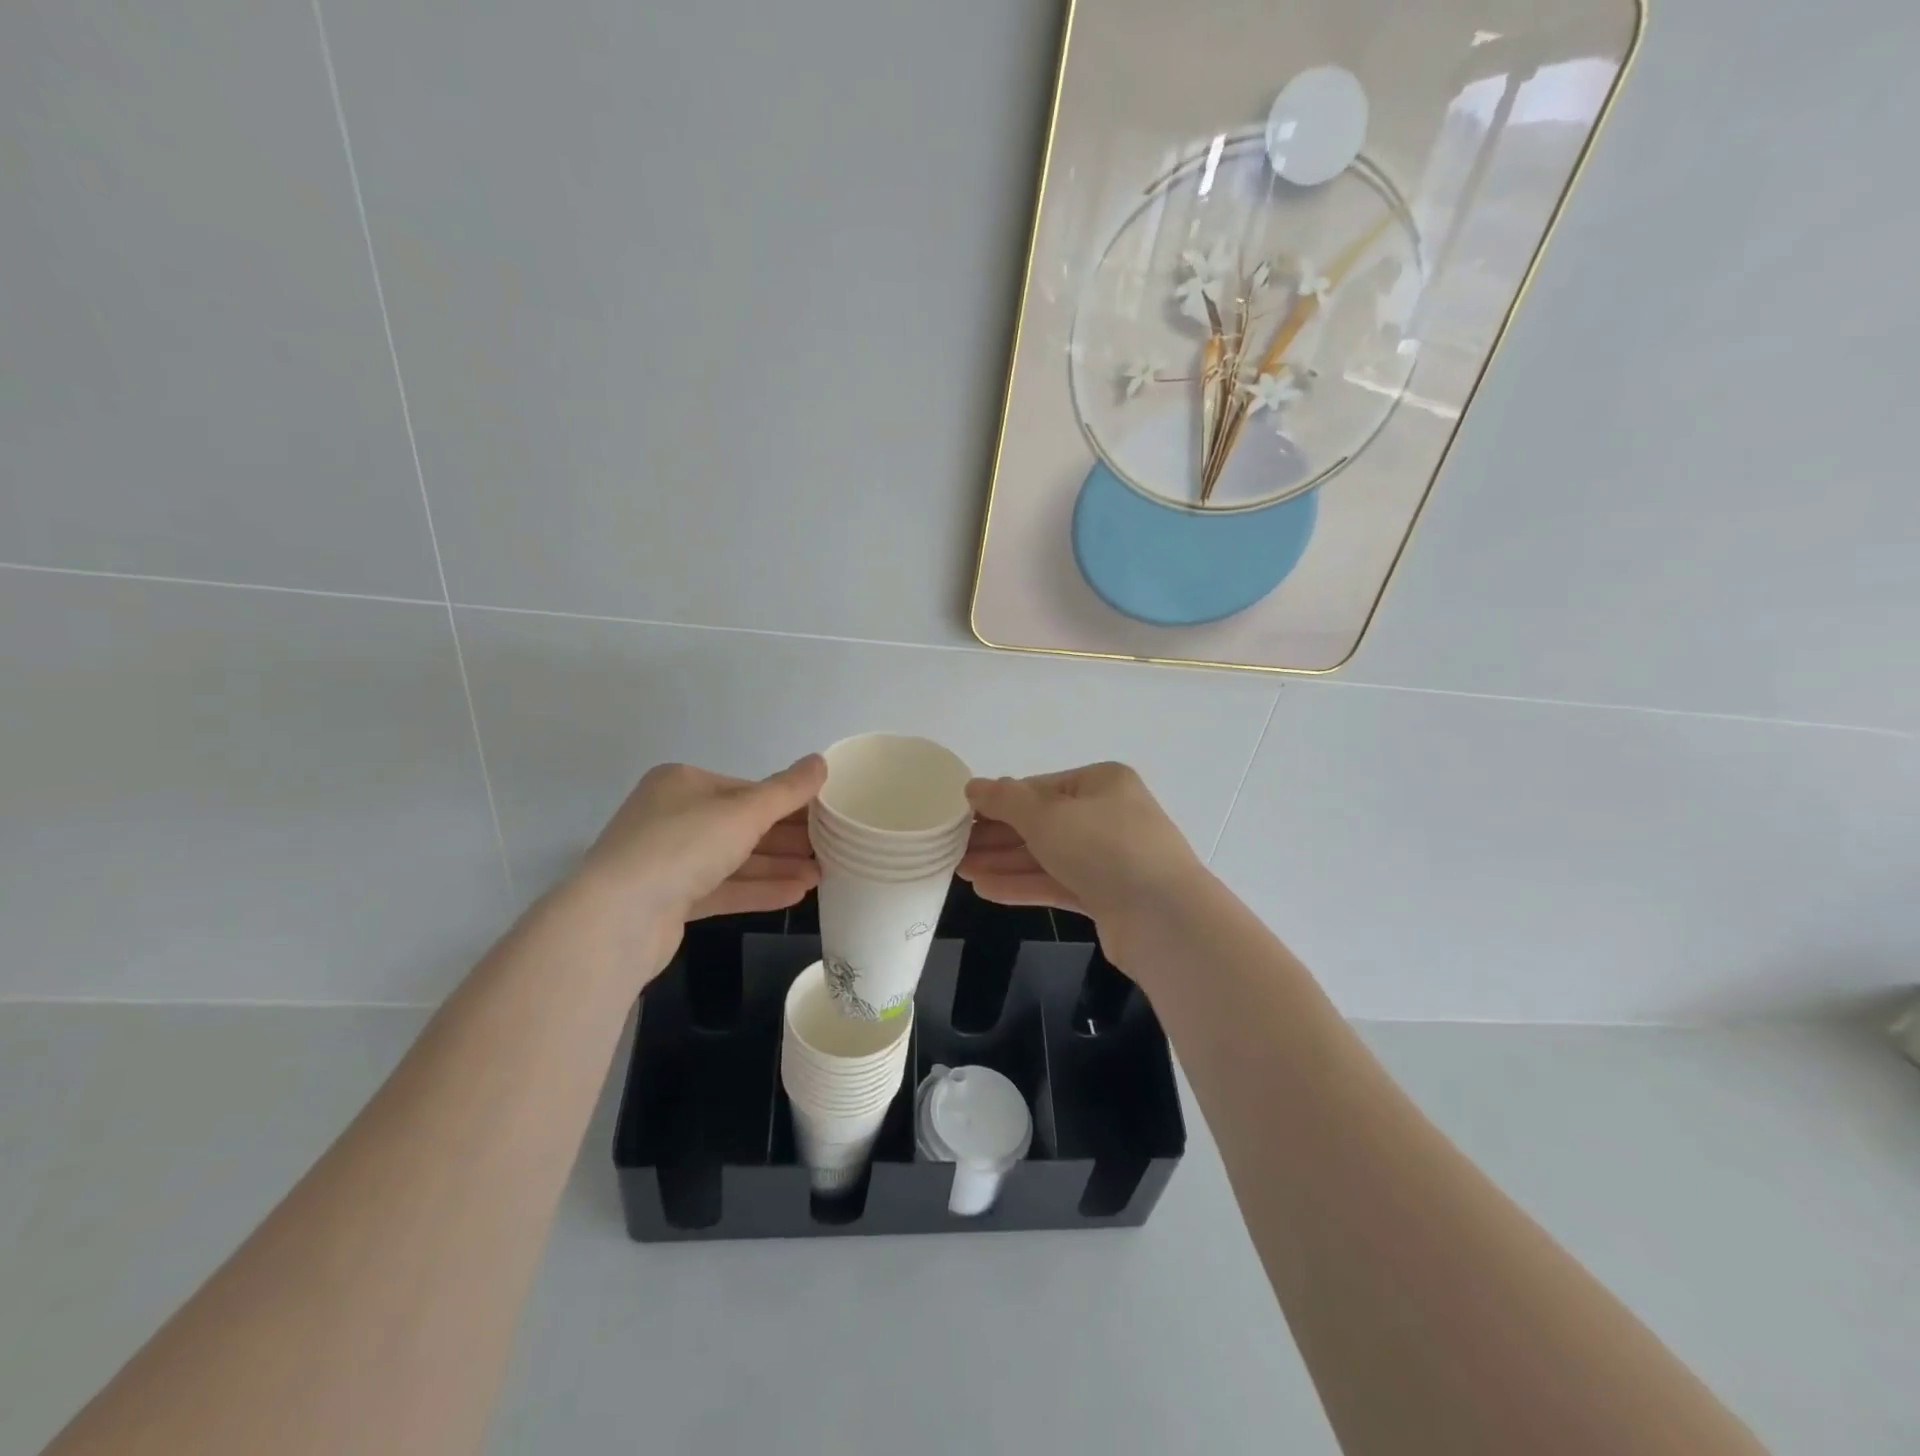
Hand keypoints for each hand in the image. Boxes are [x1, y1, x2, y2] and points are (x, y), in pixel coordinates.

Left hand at [577, 756, 825, 976]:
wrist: (617, 919)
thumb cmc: (682, 846)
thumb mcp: (743, 812)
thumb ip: (786, 790)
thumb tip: (821, 762)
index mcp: (683, 783)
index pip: (747, 789)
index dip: (789, 803)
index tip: (827, 817)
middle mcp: (672, 816)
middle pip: (742, 825)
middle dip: (787, 839)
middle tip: (831, 849)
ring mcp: (668, 860)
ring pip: (734, 859)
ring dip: (778, 866)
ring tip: (821, 875)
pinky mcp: (670, 900)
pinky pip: (723, 888)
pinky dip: (757, 889)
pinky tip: (795, 895)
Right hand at [958, 763, 1208, 966]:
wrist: (1164, 919)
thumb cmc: (1104, 848)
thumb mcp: (1046, 815)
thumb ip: (1005, 800)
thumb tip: (973, 786)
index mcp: (1101, 783)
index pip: (1038, 788)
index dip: (998, 801)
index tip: (960, 815)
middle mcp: (1107, 816)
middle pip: (1041, 823)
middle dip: (996, 836)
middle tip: (952, 847)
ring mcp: (1109, 858)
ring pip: (1046, 856)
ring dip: (1003, 862)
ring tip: (959, 870)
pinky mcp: (1106, 896)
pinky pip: (1057, 884)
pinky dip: (1023, 885)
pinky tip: (985, 890)